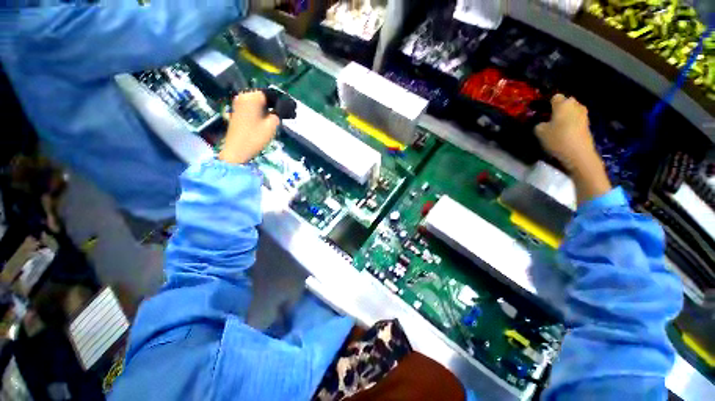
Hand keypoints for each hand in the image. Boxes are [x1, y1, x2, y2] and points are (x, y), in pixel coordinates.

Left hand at [219, 91, 279, 163]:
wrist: (236, 150)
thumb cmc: (255, 137)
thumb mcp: (271, 125)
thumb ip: (277, 114)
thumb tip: (280, 109)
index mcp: (252, 97)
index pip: (270, 93)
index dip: (280, 101)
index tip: (289, 109)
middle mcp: (243, 96)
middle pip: (263, 97)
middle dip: (273, 104)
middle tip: (283, 114)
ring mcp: (238, 104)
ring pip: (257, 102)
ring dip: (266, 108)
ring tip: (276, 117)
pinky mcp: (236, 112)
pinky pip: (251, 107)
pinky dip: (259, 111)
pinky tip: (266, 119)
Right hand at [534, 94, 610, 203]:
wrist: (578, 153)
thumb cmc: (557, 138)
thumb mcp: (540, 132)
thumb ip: (539, 124)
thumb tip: (543, 123)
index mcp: (563, 103)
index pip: (555, 97)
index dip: (548, 104)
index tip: (542, 112)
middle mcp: (575, 105)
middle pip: (566, 103)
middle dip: (559, 109)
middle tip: (549, 119)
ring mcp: (583, 115)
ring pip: (572, 111)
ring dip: (565, 117)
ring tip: (556, 127)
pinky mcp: (587, 125)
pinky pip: (576, 120)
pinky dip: (570, 124)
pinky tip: (565, 133)